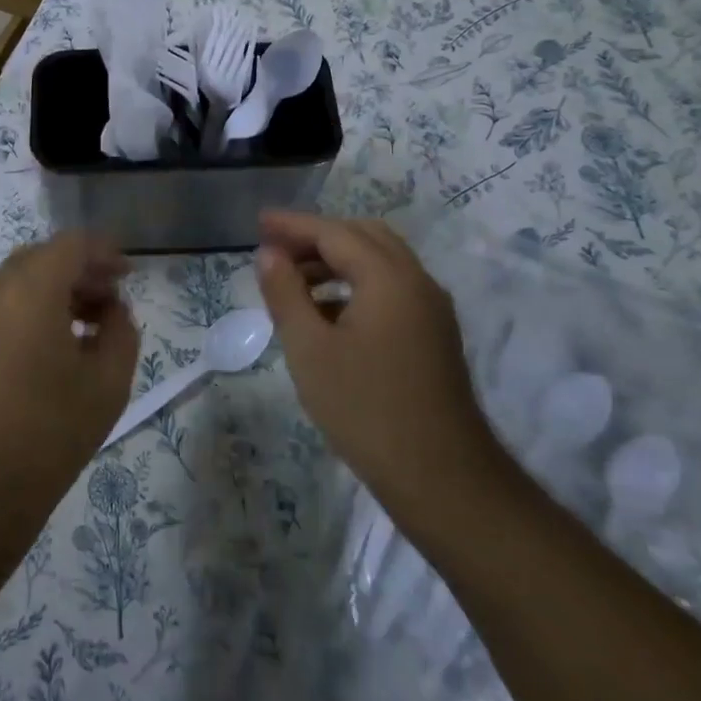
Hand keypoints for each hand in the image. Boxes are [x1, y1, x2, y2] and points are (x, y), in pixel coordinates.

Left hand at [0, 233, 138, 553]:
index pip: (71, 245)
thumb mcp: (107, 383)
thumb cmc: (48, 433)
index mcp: (29, 290)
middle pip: (43, 258)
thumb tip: (112, 311)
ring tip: (92, 322)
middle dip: (82, 270)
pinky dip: (35, 307)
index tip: (129, 273)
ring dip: (58, 289)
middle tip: (114, 297)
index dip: (104, 251)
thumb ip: (121, 331)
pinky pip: (4, 304)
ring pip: (22, 280)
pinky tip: (58, 343)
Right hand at [255, 211, 505, 520]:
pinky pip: (391, 288)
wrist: (441, 478)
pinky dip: (356, 284)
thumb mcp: (309, 350)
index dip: (293, 225)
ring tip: (294, 280)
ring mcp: (431, 309)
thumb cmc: (365, 409)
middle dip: (317, 237)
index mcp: (389, 278)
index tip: (259, 221)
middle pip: (364, 237)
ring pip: (380, 262)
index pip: (334, 232)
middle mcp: (417, 281)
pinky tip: (327, 312)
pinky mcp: (434, 335)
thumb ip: (286, 294)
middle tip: (276, 249)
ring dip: (337, 260)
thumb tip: (269, 254)